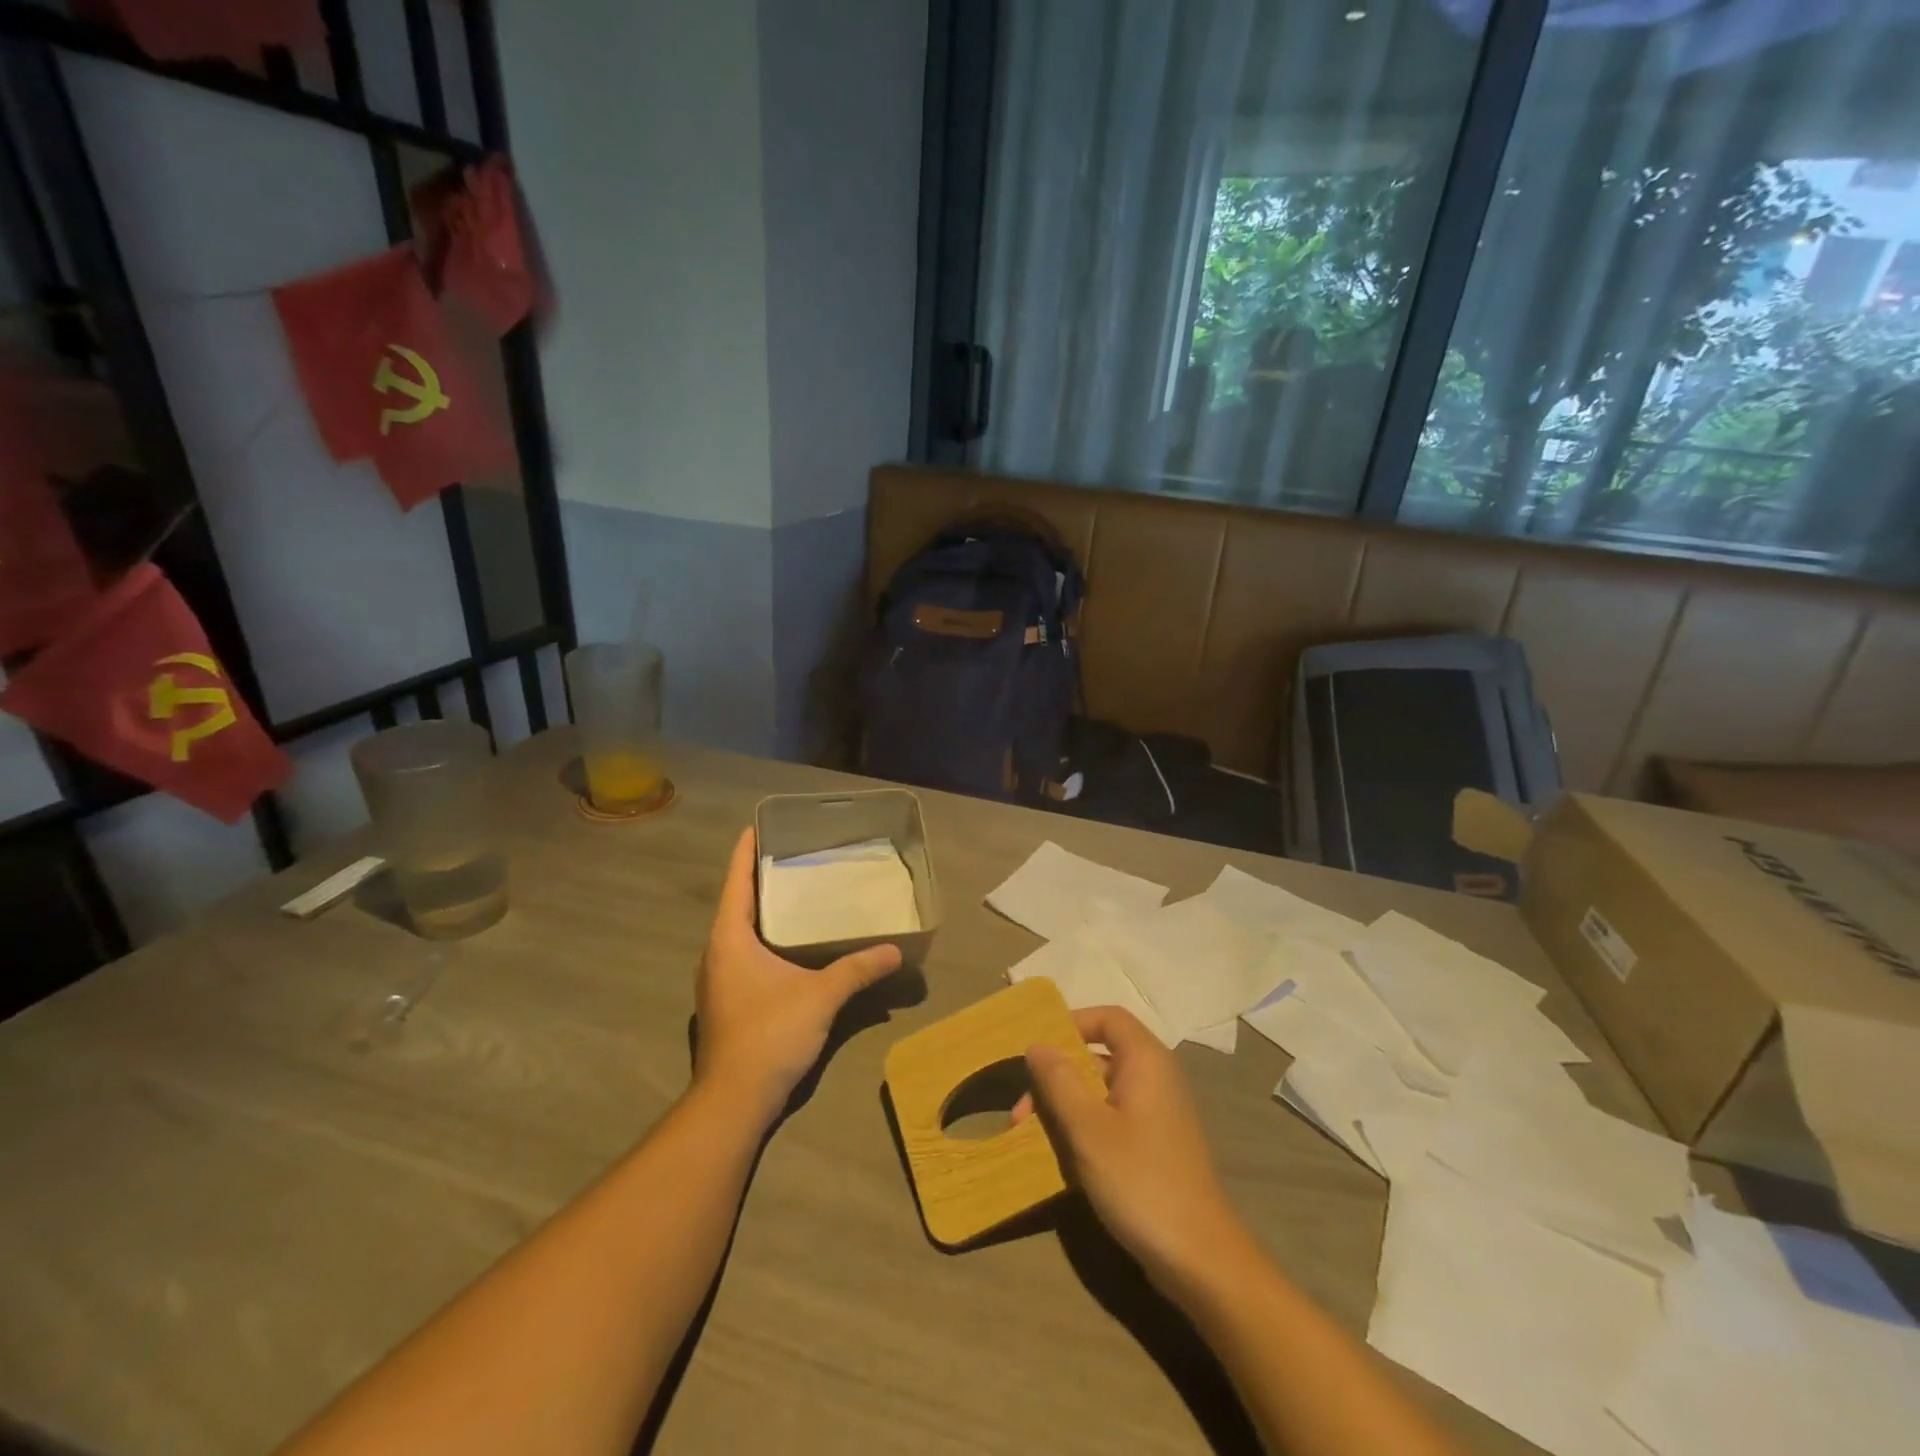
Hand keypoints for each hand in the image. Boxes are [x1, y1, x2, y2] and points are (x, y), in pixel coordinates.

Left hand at [694, 828, 901, 1124]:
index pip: (736, 882)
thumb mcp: (821, 995)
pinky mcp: (726, 1000)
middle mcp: (716, 952)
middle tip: (793, 857)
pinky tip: (790, 944)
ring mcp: (717, 979)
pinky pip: (743, 953)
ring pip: (739, 931)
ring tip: (795, 894)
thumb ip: (857, 969)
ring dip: (762, 911)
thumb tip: (894, 951)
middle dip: (760, 879)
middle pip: (736, 903)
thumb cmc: (770, 1034)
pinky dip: (763, 938)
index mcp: (729, 938)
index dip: (745, 852)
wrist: (735, 1099)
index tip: (758, 826)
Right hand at [1016, 1006, 1250, 1299]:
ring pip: (1101, 1091)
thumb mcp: (1088, 1128)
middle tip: (1021, 1110)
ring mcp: (1158, 1113)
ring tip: (1030, 1136)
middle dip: (1056, 1077)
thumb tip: (1037, 1045)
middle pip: (1099, 1056)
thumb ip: (1059, 1080)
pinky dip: (1084, 1128)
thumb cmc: (1140, 1180)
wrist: (1200, 1258)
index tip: (1037, 1051)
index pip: (1107, 1018)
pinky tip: (1060, 1158)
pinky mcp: (1156, 1145)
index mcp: (1146, 1060)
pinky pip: (1112, 1119)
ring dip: (1064, 1107)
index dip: (1071, 1024)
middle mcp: (1155, 1077)